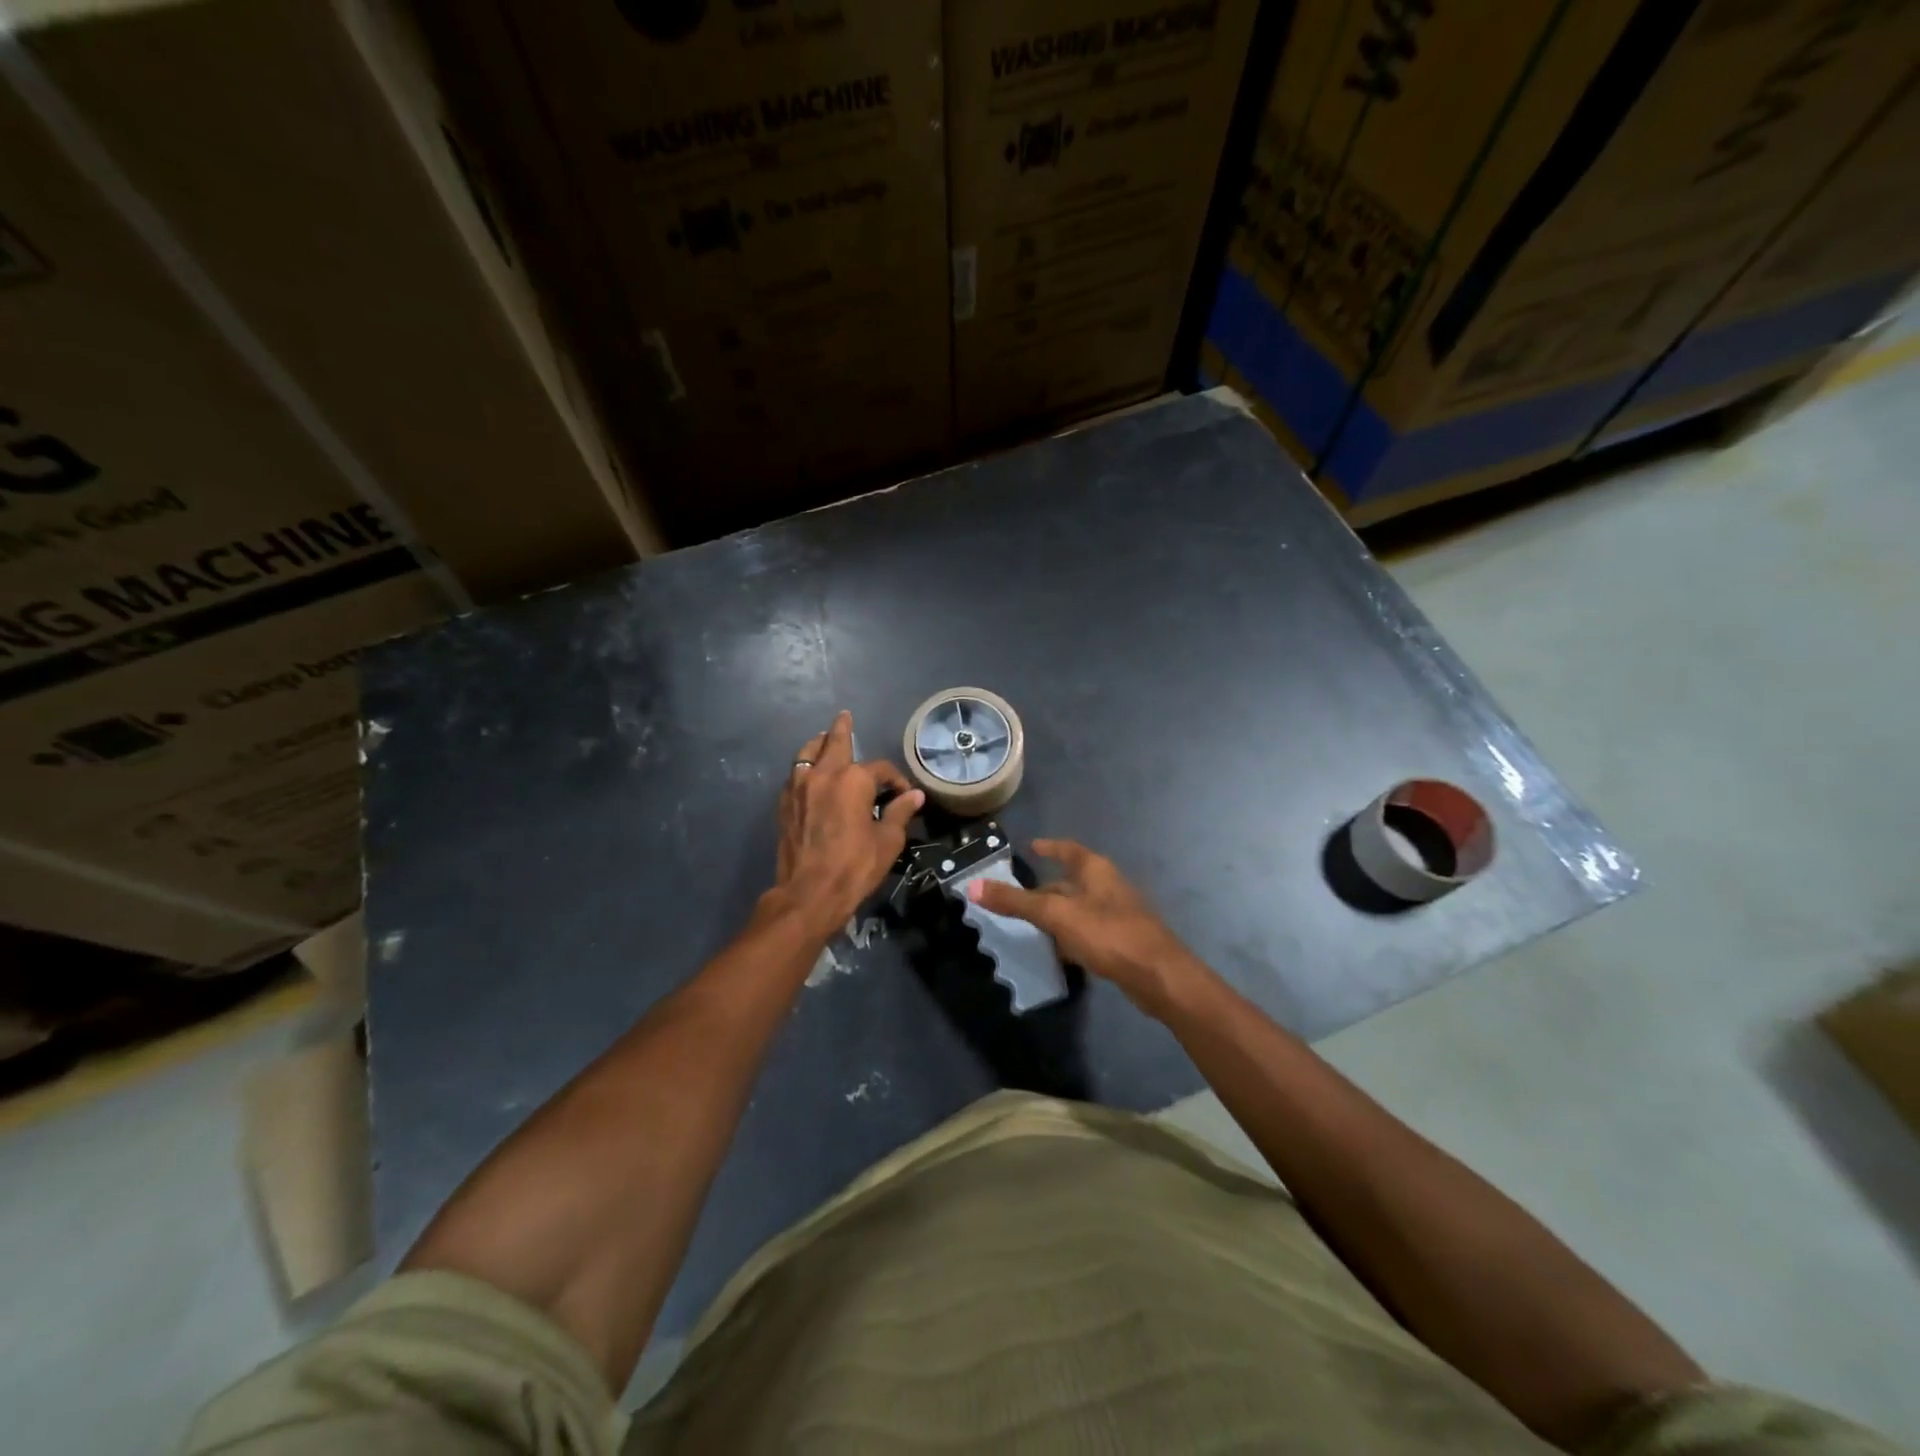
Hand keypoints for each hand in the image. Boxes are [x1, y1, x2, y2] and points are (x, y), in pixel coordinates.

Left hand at [771, 711, 922, 938]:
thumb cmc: (854, 866)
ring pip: (808, 753)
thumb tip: (914, 796)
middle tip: (845, 716)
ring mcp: (799, 787)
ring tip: (824, 740)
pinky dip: (805, 768)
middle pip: (834, 742)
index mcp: (853, 780)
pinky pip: (795, 775)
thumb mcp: (887, 841)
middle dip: (842, 729)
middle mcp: (824, 774)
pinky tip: (810, 776)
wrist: (809, 893)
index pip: (880, 769)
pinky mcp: (784, 804)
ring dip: (818, 744)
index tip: (903, 795)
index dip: (895, 779)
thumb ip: (899, 812)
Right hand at [968, 839, 1213, 1017]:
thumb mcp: (1056, 915)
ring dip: (1057, 914)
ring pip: (1079, 908)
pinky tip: (1058, 951)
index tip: (1032, 846)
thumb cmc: (1108, 934)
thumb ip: (1015, 902)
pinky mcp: (1122, 941)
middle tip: (1017, 897)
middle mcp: (1108, 886)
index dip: (1050, 846)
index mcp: (1095, 870)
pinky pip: (1089, 931)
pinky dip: (1070, 935)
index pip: (1068, 849)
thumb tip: (972, 886)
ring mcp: (1118, 914)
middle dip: (1045, 888)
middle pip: (1071, 881)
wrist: (1158, 976)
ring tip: (1031, 925)